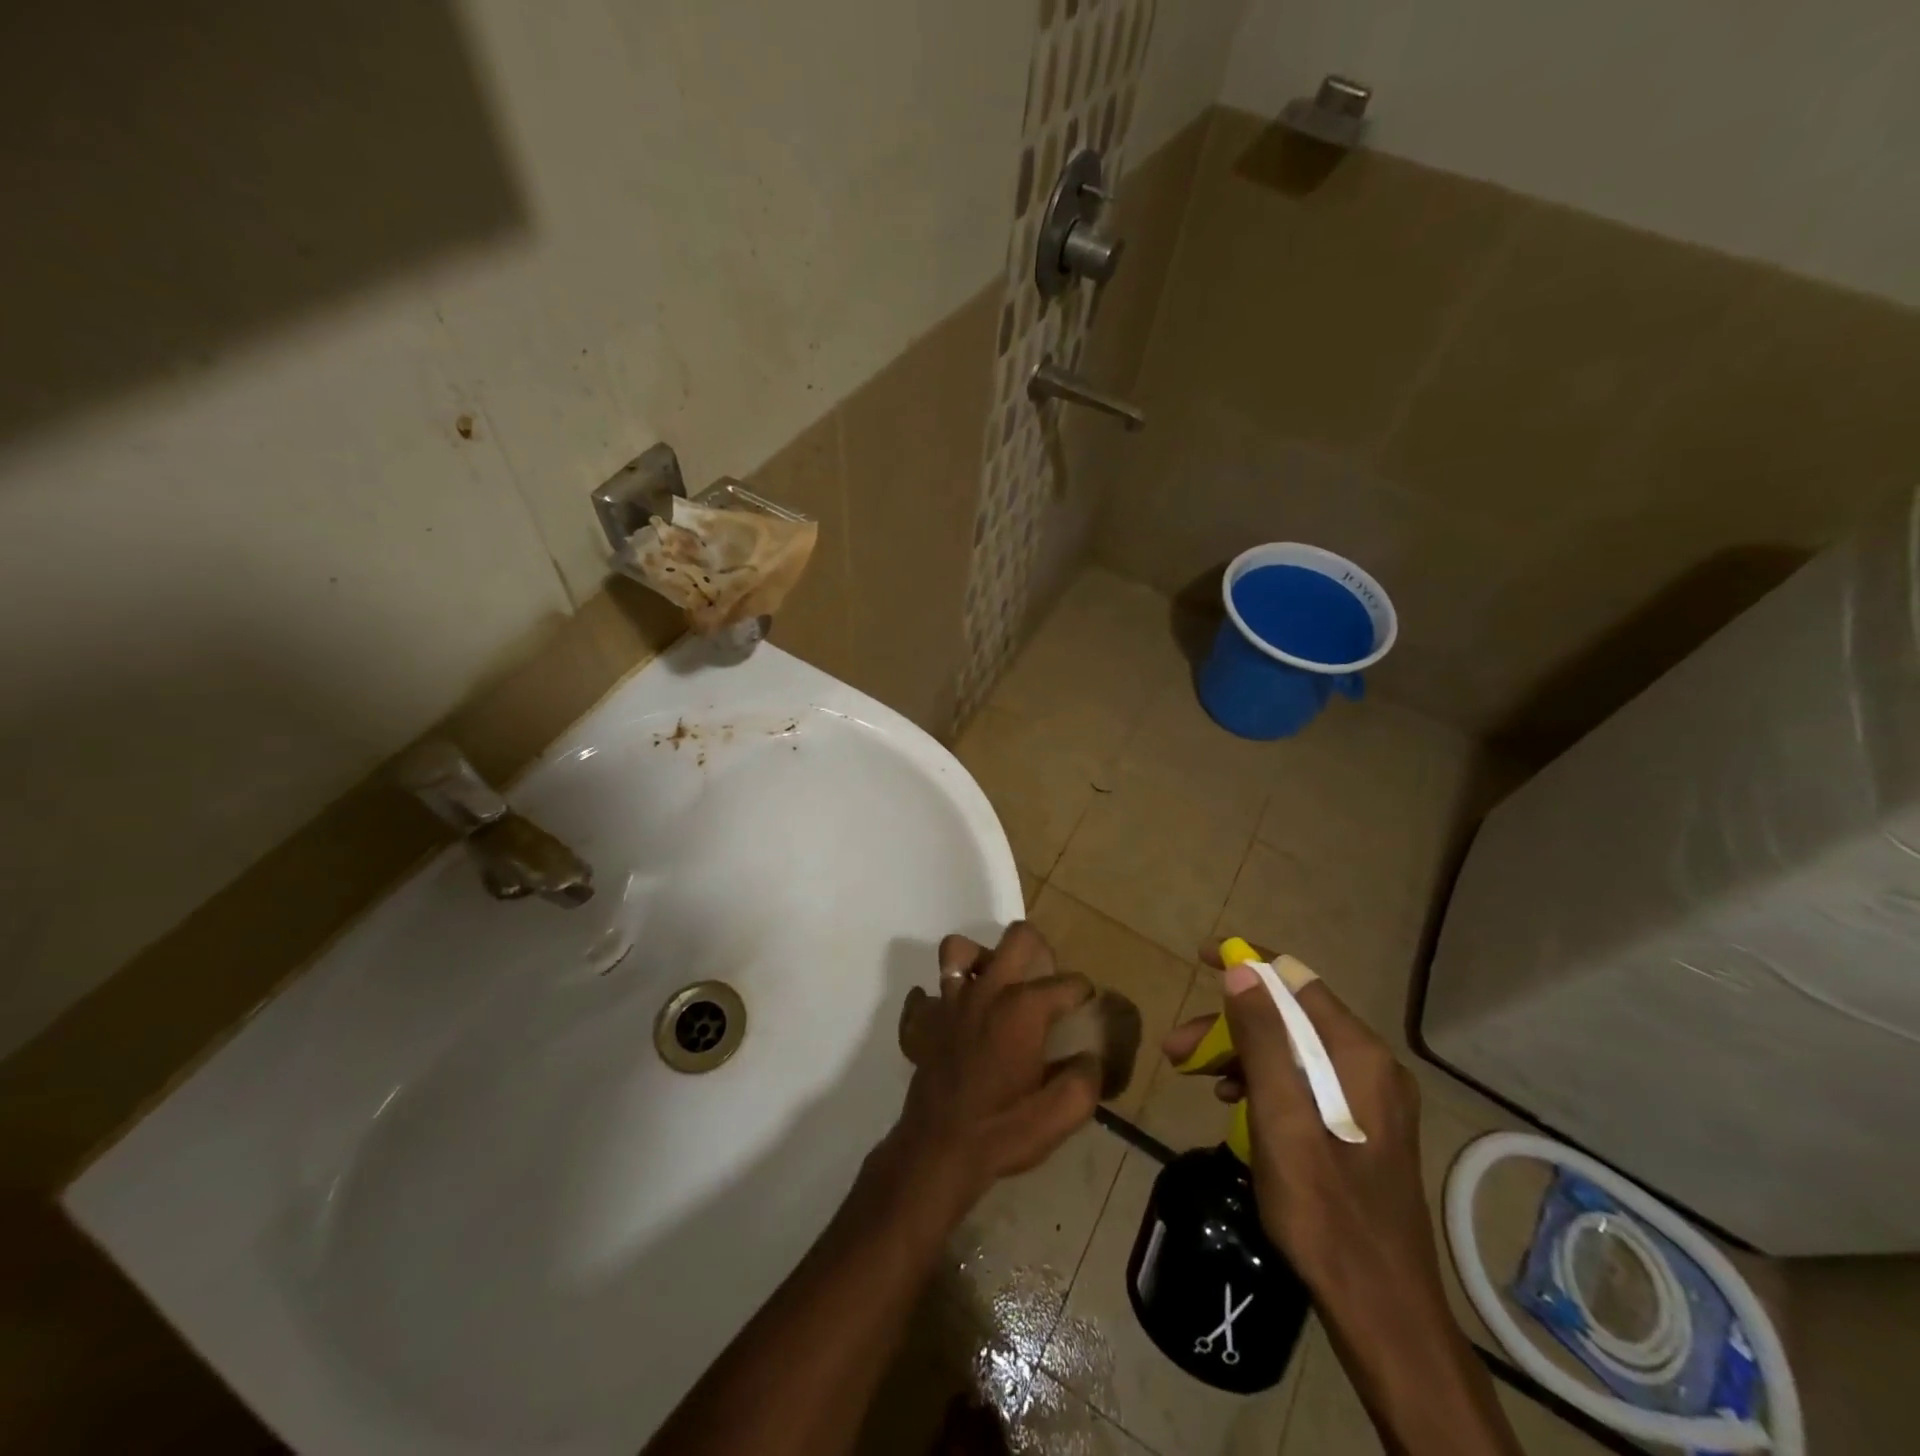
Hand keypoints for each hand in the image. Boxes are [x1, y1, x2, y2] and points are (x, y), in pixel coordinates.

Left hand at [889, 924, 1102, 1221]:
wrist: (938, 1151)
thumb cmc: (1003, 1130)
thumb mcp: (1060, 1114)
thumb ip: (1086, 1080)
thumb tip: (1091, 1058)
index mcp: (1023, 1007)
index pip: (1067, 982)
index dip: (1084, 994)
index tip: (1086, 1011)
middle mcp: (986, 991)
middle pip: (1017, 938)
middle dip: (1039, 950)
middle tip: (1044, 981)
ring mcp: (949, 1002)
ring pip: (958, 951)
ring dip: (978, 960)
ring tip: (993, 985)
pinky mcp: (922, 1023)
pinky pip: (922, 997)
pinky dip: (934, 1002)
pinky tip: (949, 1018)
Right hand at [1163, 943, 1440, 1307]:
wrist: (1380, 1308)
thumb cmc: (1324, 1210)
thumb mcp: (1280, 1118)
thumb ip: (1262, 1039)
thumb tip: (1241, 970)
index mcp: (1357, 1055)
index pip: (1295, 979)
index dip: (1247, 962)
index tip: (1201, 956)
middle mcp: (1368, 1065)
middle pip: (1289, 1018)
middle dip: (1230, 1022)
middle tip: (1177, 1047)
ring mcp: (1367, 1097)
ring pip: (1291, 1049)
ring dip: (1238, 1052)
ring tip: (1190, 1073)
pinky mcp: (1358, 1124)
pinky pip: (1301, 1080)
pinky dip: (1261, 1080)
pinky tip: (1231, 1100)